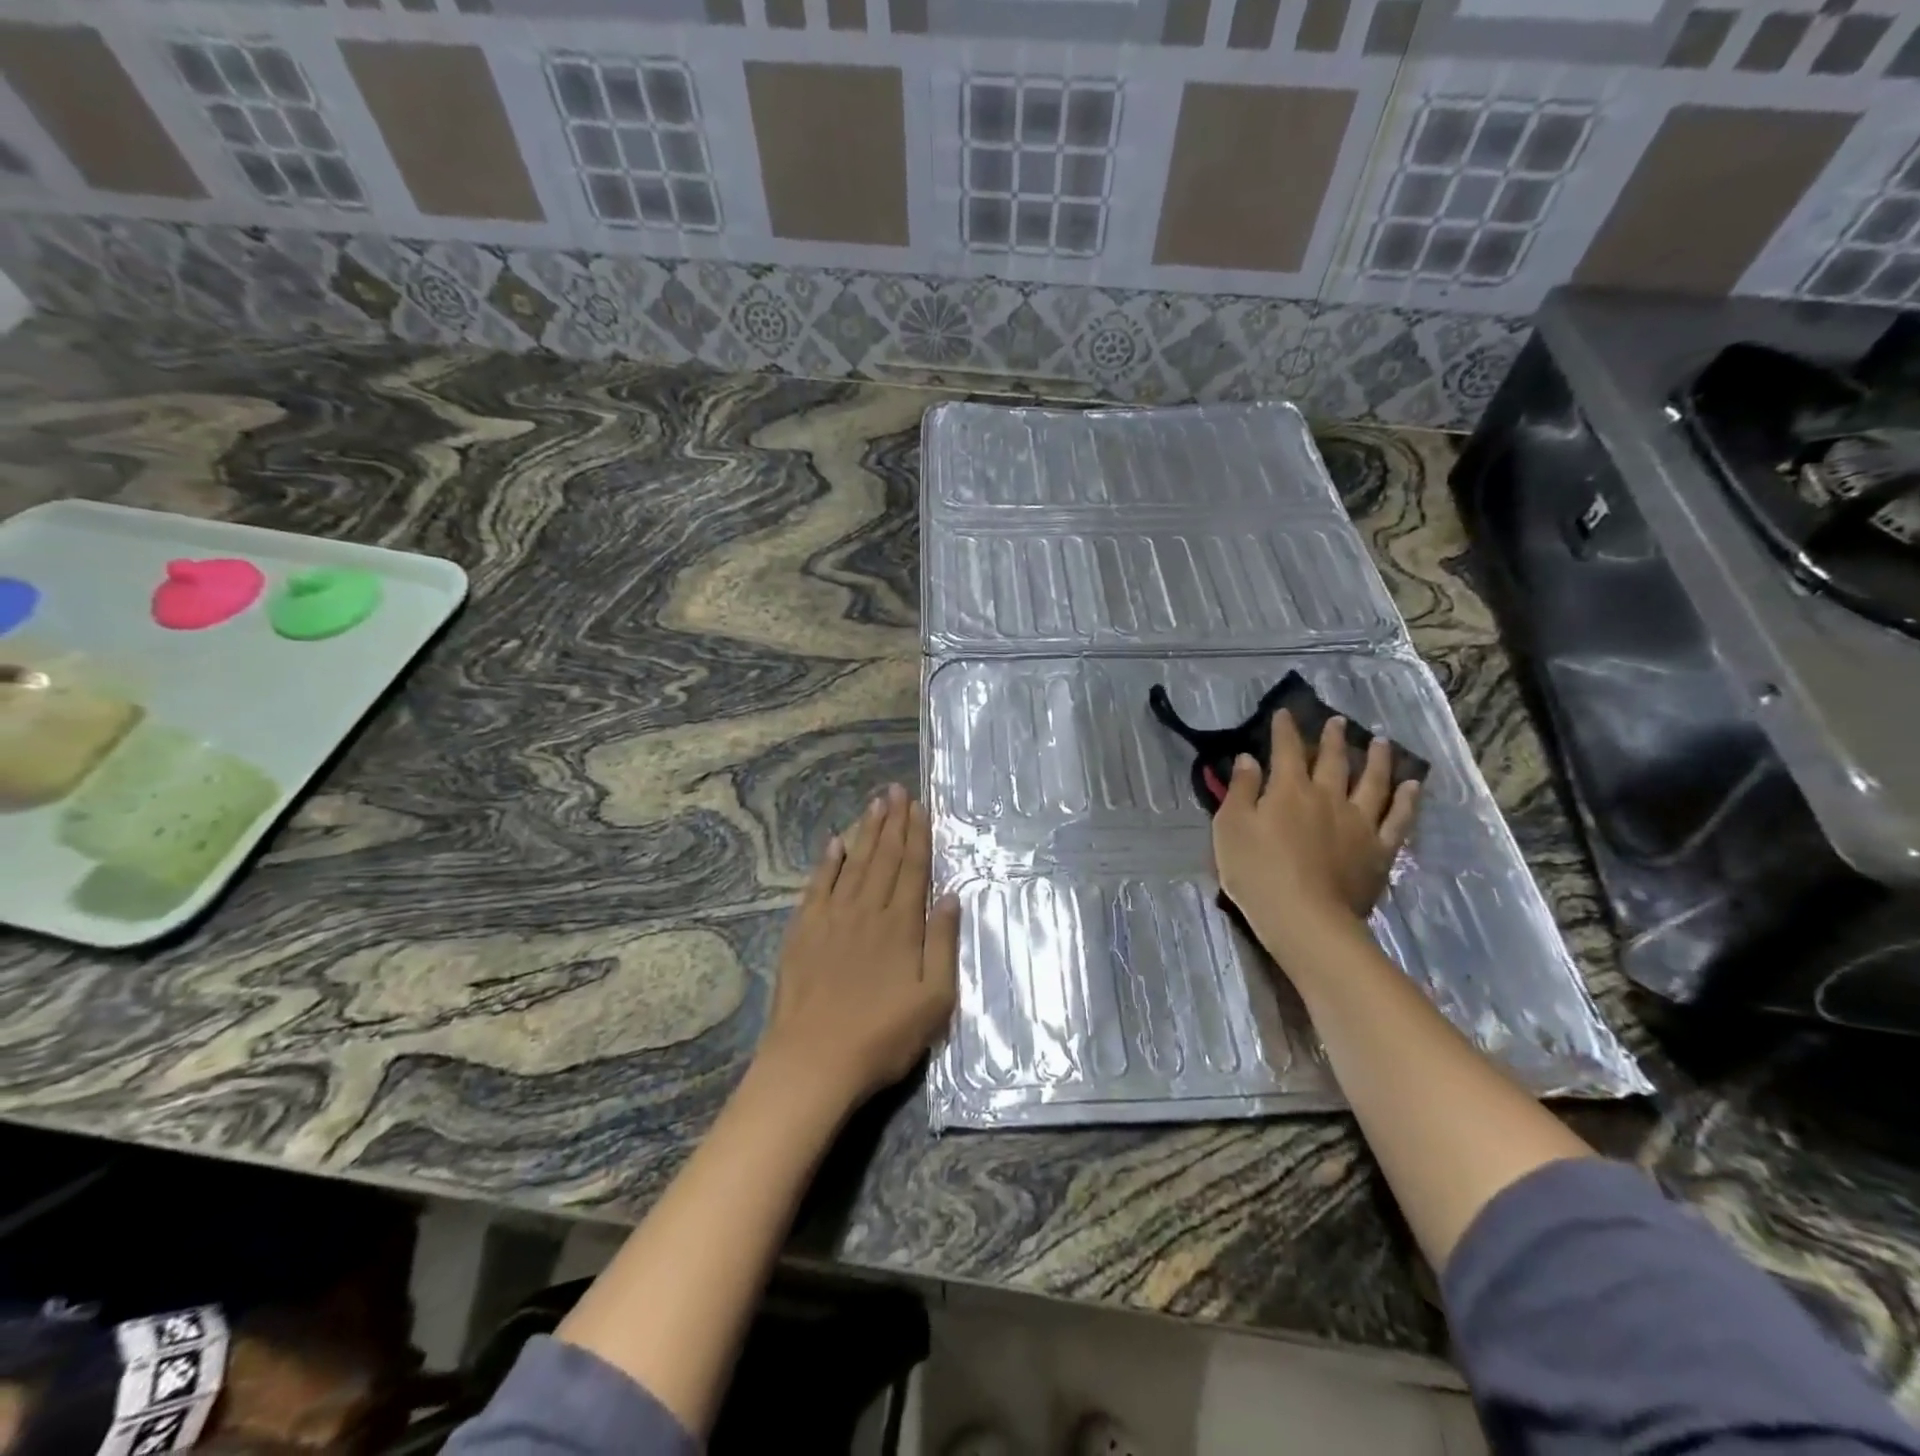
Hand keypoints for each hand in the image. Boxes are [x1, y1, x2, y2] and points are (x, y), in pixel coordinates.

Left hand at [755, 784, 960, 1118]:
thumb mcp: (934, 999)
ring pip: (854, 864)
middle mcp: (867, 910)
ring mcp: (832, 918)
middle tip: (896, 790)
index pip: (912, 868)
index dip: (917, 835)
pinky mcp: (803, 931)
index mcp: (901, 925)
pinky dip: (827, 862)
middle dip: (893, 822)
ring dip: (865, 832)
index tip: (919, 806)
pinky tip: (834, 844)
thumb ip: (943, 944)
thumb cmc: (882, 1036)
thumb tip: (949, 896)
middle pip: (884, 857)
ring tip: (874, 803)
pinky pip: (818, 886)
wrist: (813, 1060)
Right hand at [1212, 712, 1420, 966]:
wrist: (1305, 919)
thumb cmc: (1257, 873)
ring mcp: (1359, 823)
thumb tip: (1249, 758)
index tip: (1285, 712)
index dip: (1285, 729)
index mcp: (1288, 790)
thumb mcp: (1231, 828)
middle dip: (1332, 739)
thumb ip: (1240, 790)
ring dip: (1377, 759)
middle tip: (1338, 722)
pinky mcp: (1379, 850)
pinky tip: (1412, 786)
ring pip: (1372, 782)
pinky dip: (1406, 800)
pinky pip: (1397, 818)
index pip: (1287, 750)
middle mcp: (1328, 797)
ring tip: (1381, 742)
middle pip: (1333, 760)